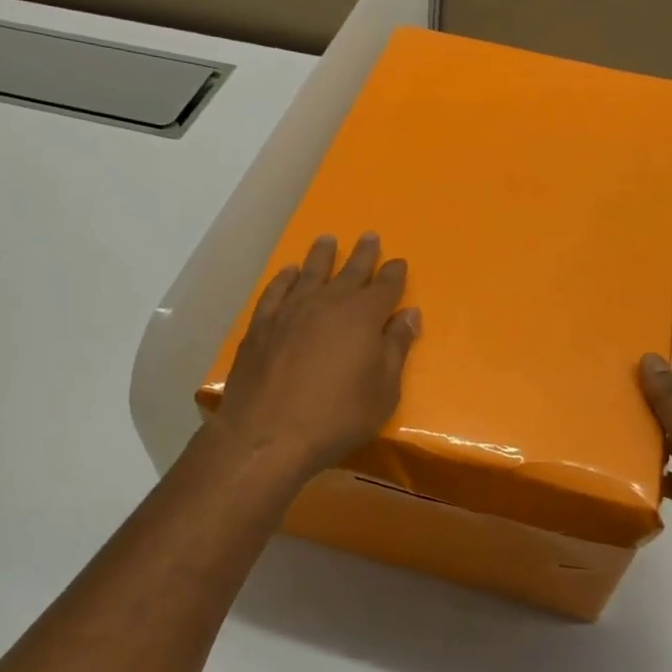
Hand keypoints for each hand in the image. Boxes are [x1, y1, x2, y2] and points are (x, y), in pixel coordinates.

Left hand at [212, 233, 421, 479]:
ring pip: (310, 272)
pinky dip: (285, 277)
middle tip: (369, 236)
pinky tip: (288, 272)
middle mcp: (328, 302)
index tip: (398, 262)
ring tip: (327, 240)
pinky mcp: (262, 325)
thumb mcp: (383, 390)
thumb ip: (396, 348)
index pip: (385, 286)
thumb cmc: (337, 416)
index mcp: (363, 315)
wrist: (268, 434)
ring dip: (321, 255)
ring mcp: (291, 310)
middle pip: (350, 270)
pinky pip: (277, 290)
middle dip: (363, 254)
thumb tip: (409, 314)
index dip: (394, 273)